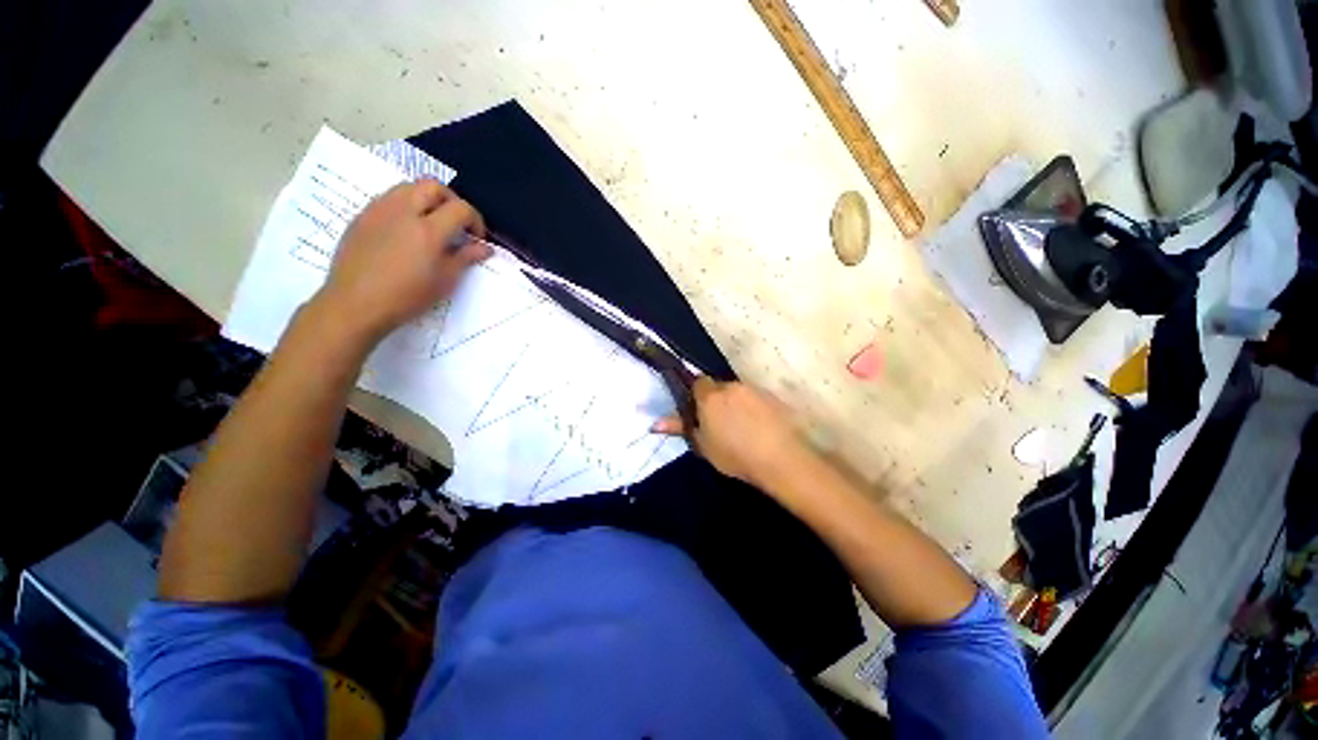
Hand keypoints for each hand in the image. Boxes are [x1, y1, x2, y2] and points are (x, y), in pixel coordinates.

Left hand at [314, 180, 491, 345]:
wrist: (355, 304)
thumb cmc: (407, 297)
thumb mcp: (445, 280)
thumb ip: (466, 258)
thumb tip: (485, 248)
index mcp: (428, 230)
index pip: (460, 208)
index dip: (475, 220)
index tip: (476, 238)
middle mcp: (403, 211)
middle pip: (433, 186)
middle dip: (451, 200)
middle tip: (456, 223)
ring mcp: (379, 210)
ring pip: (408, 187)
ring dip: (426, 199)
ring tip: (431, 223)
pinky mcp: (362, 216)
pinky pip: (388, 199)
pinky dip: (405, 207)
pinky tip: (405, 231)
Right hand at [653, 379, 811, 490]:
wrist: (780, 459)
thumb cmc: (735, 455)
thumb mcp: (703, 445)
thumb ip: (680, 428)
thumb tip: (654, 424)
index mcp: (710, 397)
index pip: (698, 382)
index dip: (698, 395)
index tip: (701, 411)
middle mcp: (731, 387)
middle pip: (719, 387)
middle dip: (717, 400)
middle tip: (720, 424)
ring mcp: (753, 390)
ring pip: (738, 392)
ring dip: (736, 404)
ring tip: (743, 427)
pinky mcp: (772, 396)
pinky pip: (756, 398)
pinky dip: (754, 408)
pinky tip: (759, 427)